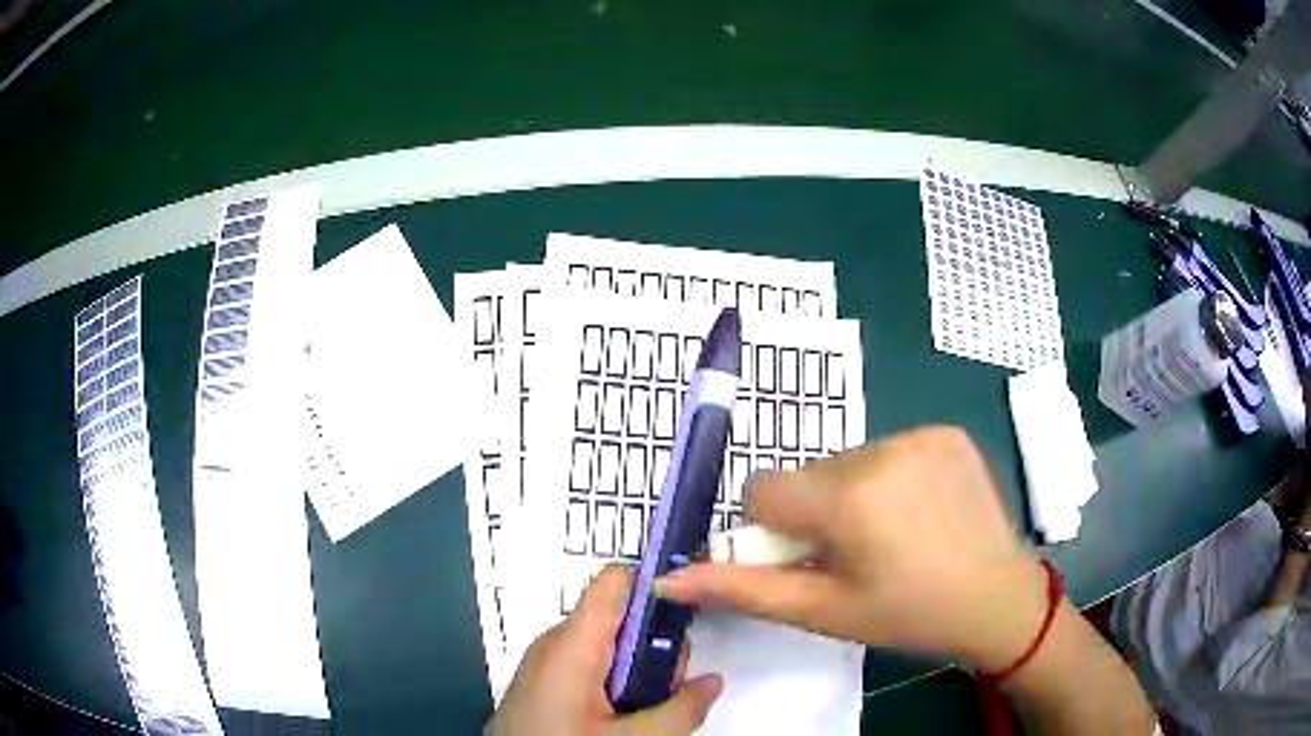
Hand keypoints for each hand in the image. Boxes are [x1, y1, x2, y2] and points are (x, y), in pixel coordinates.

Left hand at [488, 565, 722, 734]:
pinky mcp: (542, 685)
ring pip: (606, 648)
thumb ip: (681, 709)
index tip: (693, 609)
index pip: (617, 581)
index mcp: (572, 645)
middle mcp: (554, 645)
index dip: (658, 584)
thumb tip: (712, 681)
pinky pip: (586, 667)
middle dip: (655, 646)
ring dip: (638, 671)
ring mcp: (545, 666)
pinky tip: (622, 717)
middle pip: (618, 619)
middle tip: (671, 687)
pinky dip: (614, 683)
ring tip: (646, 711)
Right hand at [654, 427, 1048, 672]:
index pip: (763, 489)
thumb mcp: (821, 611)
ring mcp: (919, 434)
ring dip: (851, 494)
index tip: (810, 558)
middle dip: (815, 512)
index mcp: (848, 496)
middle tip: (855, 553)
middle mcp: (882, 449)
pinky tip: (918, 512)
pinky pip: (888, 449)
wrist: (995, 598)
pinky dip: (888, 478)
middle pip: (807, 474)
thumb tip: (666, 581)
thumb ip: (742, 589)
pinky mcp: (945, 431)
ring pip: (846, 460)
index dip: (775, 530)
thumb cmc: (906, 613)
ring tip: (890, 535)